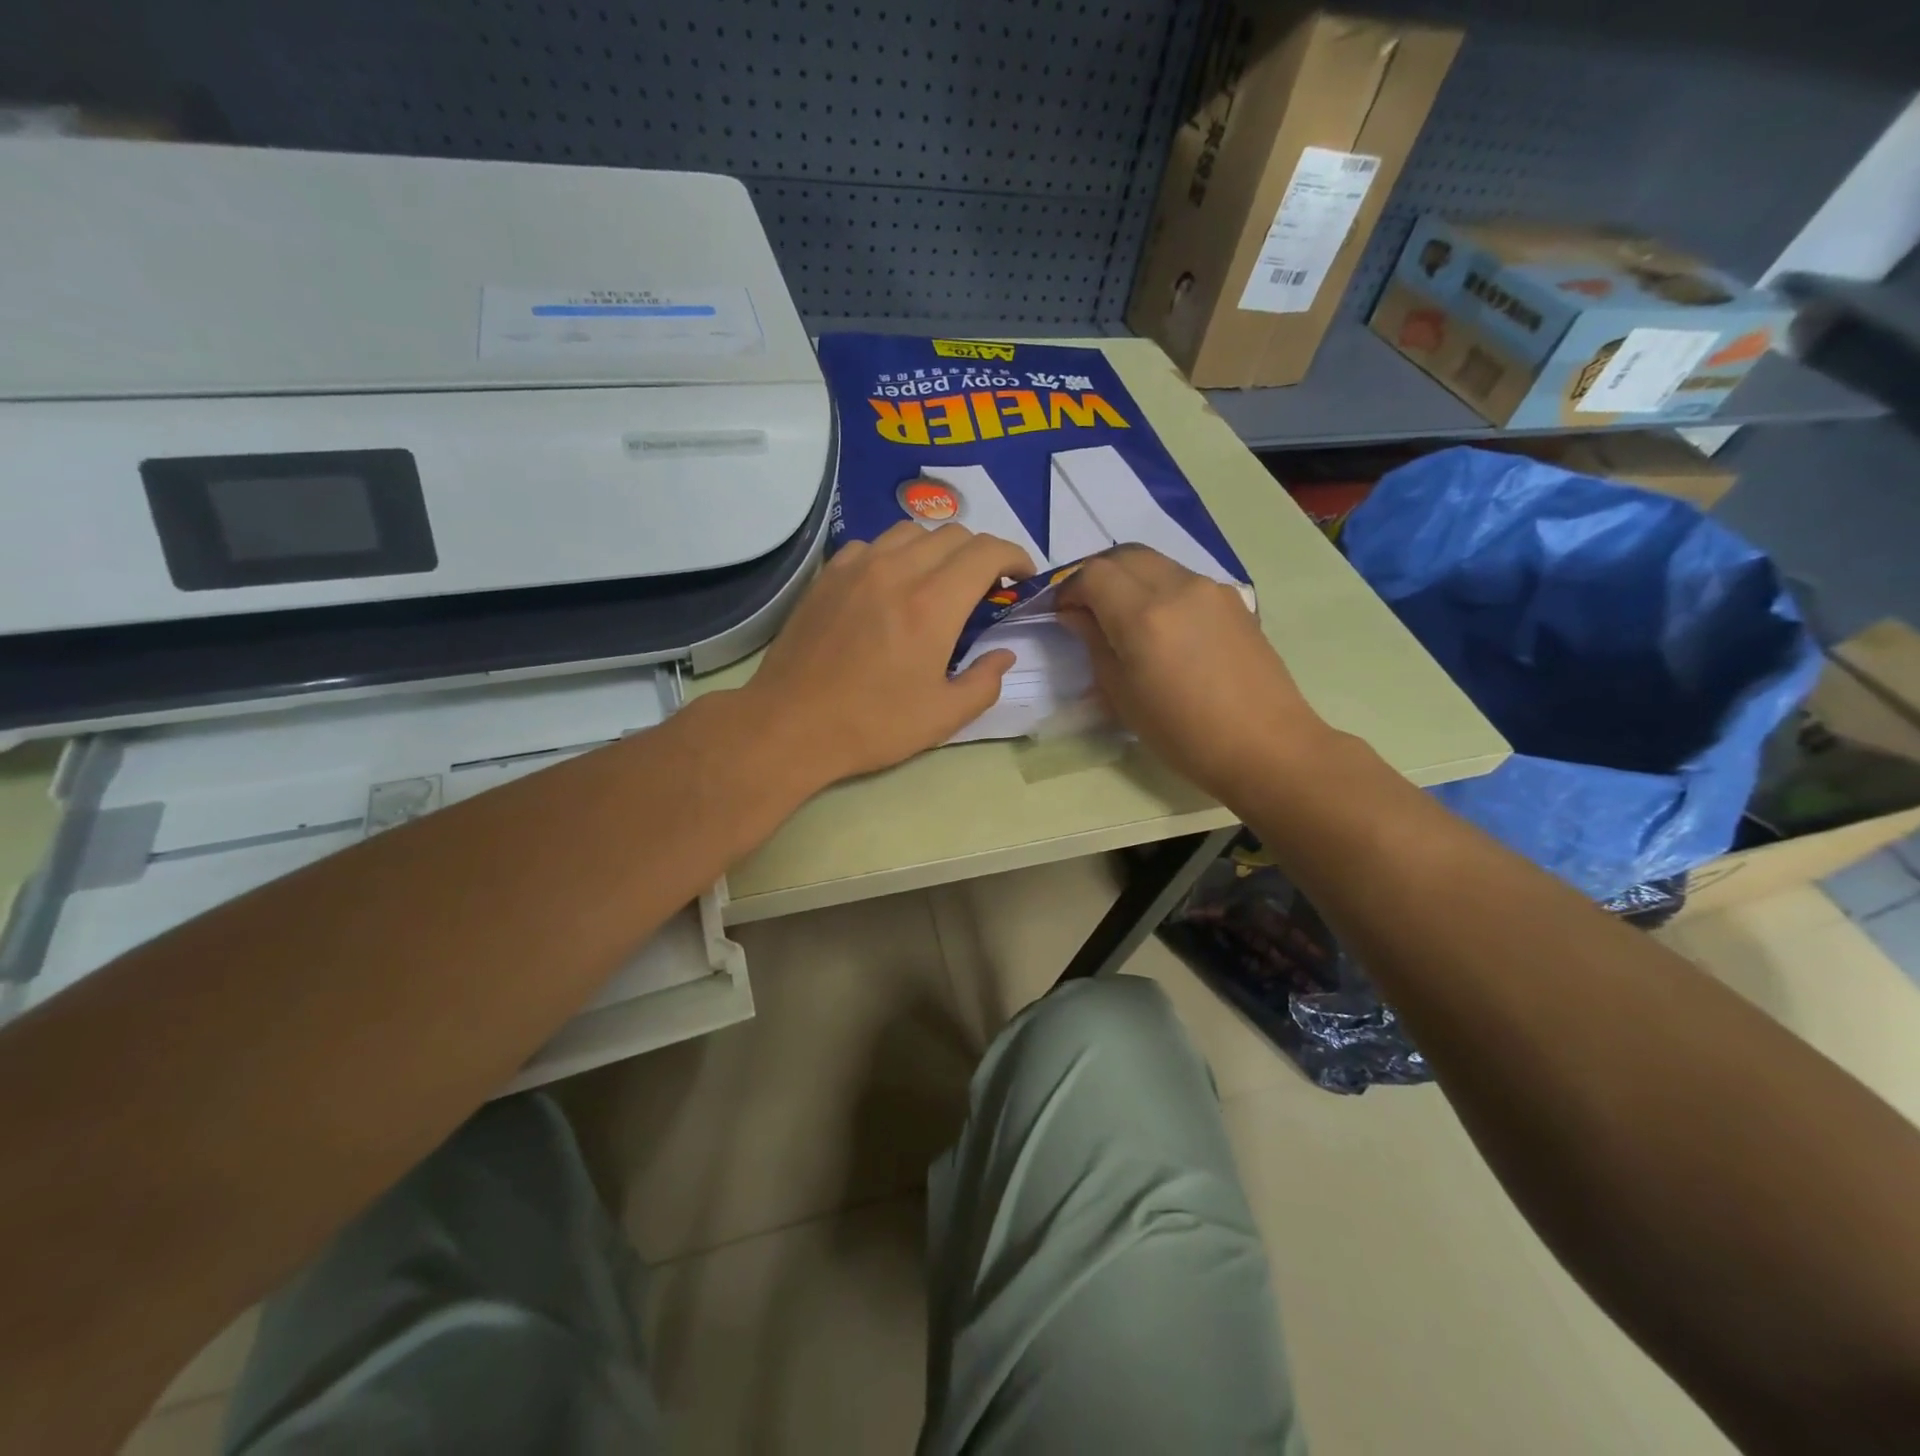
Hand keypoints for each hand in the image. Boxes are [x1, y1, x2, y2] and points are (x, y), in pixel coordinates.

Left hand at [744, 521, 1035, 784]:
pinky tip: (890, 586)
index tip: (1021, 578)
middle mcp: (897, 570)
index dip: (1014, 557)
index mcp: (933, 604)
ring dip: (938, 549)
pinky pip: (872, 544)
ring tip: (938, 582)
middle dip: (980, 554)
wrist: (790, 725)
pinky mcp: (828, 574)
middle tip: (984, 588)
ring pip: (911, 531)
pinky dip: (895, 555)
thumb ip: (985, 682)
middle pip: (954, 534)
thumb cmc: (872, 725)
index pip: (987, 551)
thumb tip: (1003, 655)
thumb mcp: (943, 717)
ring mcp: (857, 567)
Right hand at [1056, 546, 1332, 802]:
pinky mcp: (1233, 599)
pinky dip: (1158, 588)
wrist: (1266, 745)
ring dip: (1128, 578)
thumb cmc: (1183, 734)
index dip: (1069, 588)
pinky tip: (1160, 625)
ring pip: (1155, 562)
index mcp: (1143, 615)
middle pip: (1124, 555)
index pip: (1093, 574)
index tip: (1062, 613)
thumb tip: (1077, 615)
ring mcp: (1210, 589)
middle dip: (1096, 574)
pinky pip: (1182, 578)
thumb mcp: (1122, 696)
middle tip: (1086, 607)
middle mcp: (1177, 587)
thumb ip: (1095, 644)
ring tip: (1121, 615)